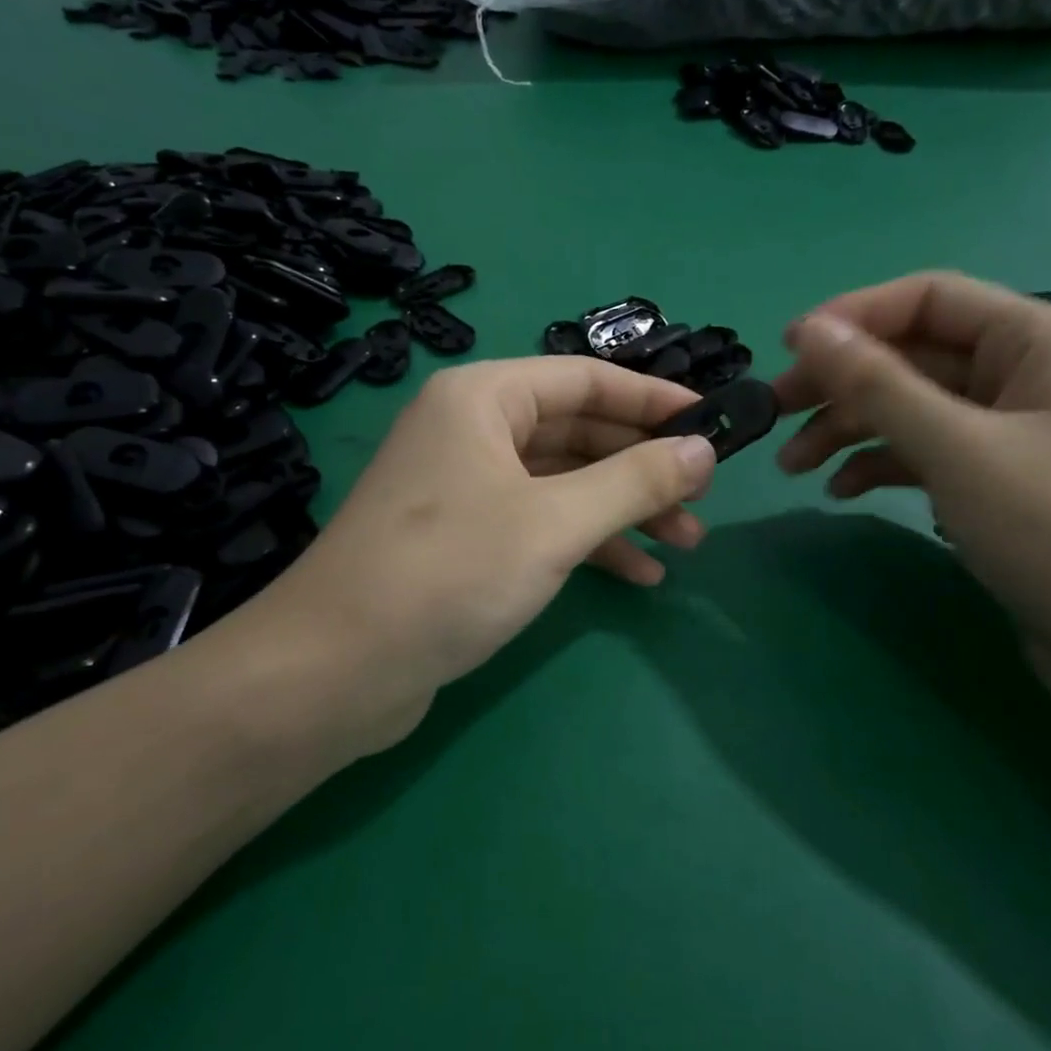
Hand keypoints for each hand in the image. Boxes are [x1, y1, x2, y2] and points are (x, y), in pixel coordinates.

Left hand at [236, 358, 716, 757]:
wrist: (337, 671)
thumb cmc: (449, 573)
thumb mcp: (555, 522)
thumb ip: (635, 480)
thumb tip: (704, 449)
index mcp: (484, 398)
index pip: (586, 379)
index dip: (654, 399)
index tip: (713, 424)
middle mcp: (473, 430)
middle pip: (578, 431)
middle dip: (643, 466)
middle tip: (702, 499)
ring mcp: (467, 486)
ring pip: (564, 482)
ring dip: (624, 510)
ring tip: (685, 543)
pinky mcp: (465, 539)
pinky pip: (542, 523)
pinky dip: (589, 544)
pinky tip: (638, 577)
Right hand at [772, 271, 1050, 682]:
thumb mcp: (957, 447)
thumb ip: (878, 384)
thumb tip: (809, 331)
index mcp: (1032, 340)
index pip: (926, 299)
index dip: (852, 316)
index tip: (786, 349)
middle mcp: (1021, 375)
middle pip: (911, 356)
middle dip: (840, 382)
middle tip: (773, 413)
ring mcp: (1009, 433)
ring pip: (911, 409)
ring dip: (849, 429)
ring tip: (793, 465)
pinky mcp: (997, 484)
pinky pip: (925, 454)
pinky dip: (880, 465)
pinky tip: (840, 492)